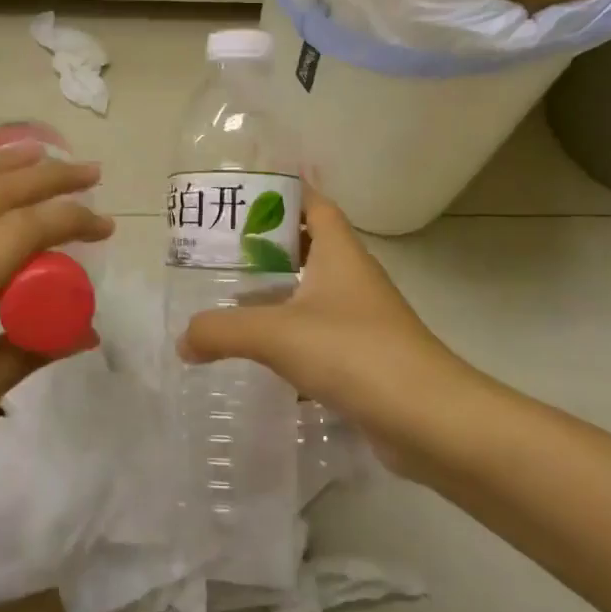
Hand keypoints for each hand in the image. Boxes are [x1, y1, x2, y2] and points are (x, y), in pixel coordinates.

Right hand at [177, 186, 482, 472]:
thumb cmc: (353, 352)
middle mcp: (352, 277)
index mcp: (339, 252)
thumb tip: (182, 340)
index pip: (313, 203)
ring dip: (277, 293)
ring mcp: (361, 319)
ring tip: (230, 298)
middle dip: (267, 246)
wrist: (428, 419)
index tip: (241, 197)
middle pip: (308, 246)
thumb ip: (222, 331)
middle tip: (220, 251)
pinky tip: (260, 355)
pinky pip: (319, 335)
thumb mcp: (277, 334)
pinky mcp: (364, 357)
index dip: (281, 193)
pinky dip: (290, 338)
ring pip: (312, 293)